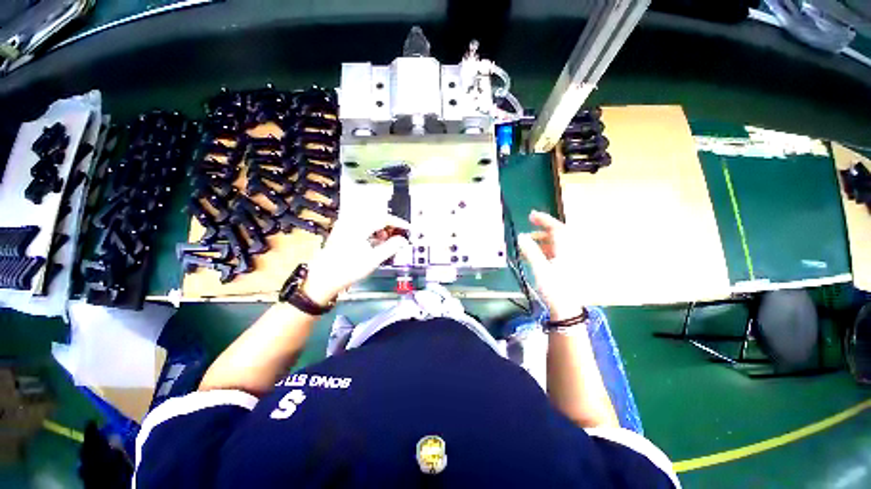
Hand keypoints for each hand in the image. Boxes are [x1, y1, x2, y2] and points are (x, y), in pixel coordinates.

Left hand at [303, 210, 409, 304]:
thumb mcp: (374, 259)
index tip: (408, 228)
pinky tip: (375, 242)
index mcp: (359, 226)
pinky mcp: (342, 232)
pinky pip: (362, 226)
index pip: (383, 218)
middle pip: (376, 217)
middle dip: (390, 226)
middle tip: (399, 235)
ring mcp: (345, 226)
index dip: (398, 223)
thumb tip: (403, 240)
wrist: (323, 278)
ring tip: (388, 241)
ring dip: (381, 229)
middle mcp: (351, 221)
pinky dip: (372, 232)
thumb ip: (391, 247)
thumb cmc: (348, 269)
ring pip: (369, 221)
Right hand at [517, 210, 584, 320]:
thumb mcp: (540, 269)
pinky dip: (546, 250)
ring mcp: (570, 260)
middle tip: (528, 228)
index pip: (557, 228)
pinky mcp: (568, 267)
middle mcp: (571, 252)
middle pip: (558, 235)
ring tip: (528, 244)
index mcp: (566, 250)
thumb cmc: (554, 288)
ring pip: (557, 244)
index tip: (531, 215)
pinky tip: (536, 256)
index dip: (544, 220)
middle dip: (542, 230)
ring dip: (542, 241)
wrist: (566, 309)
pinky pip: (557, 252)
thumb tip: (521, 237)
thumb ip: (530, 251)